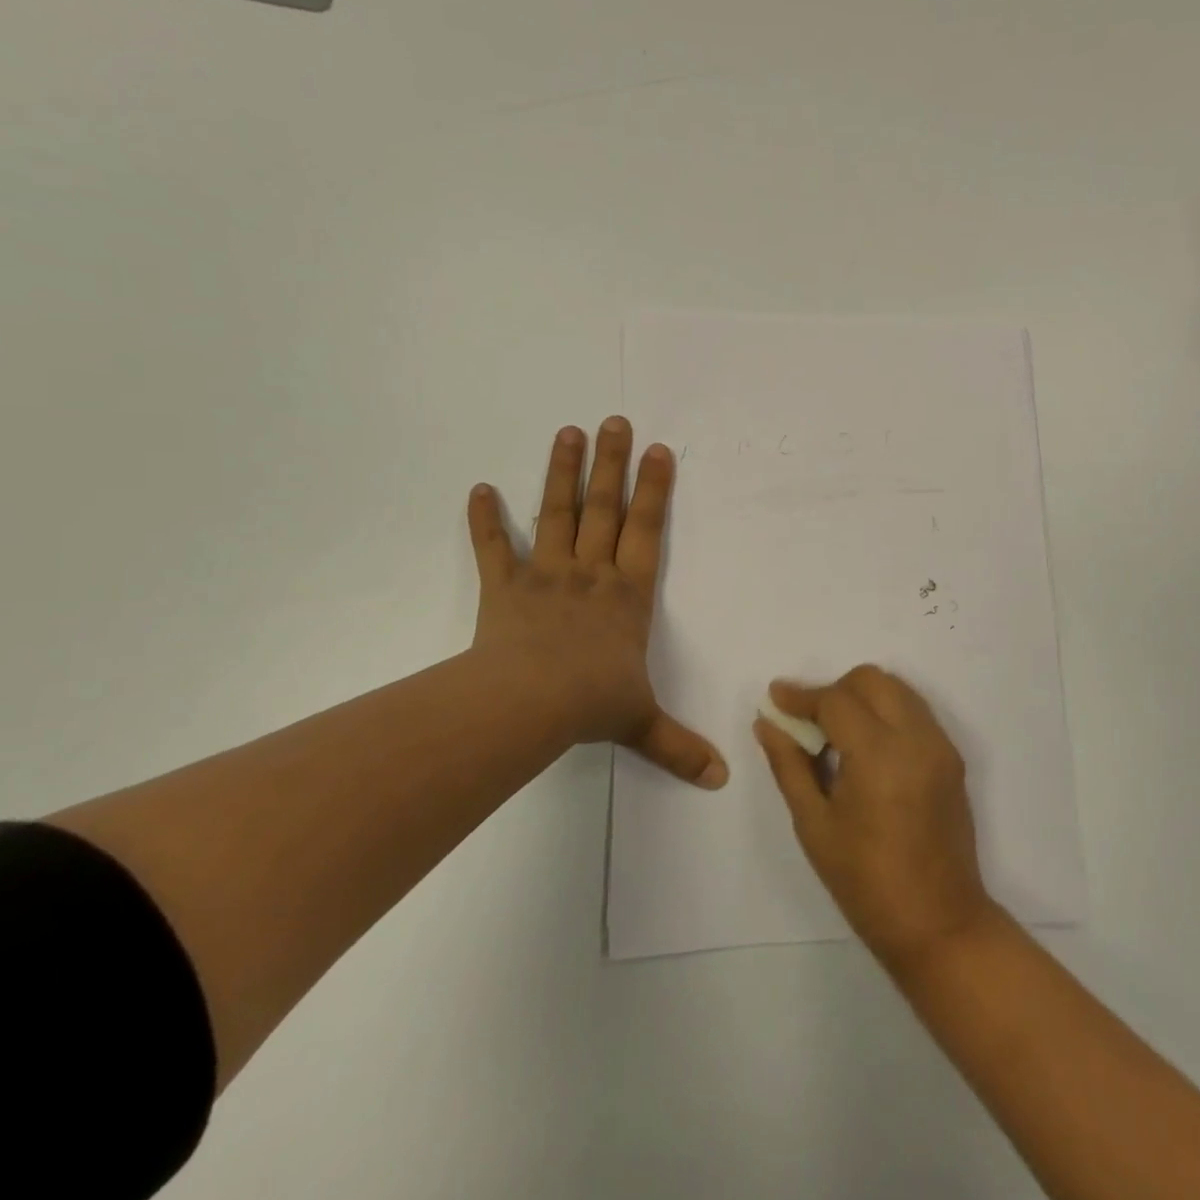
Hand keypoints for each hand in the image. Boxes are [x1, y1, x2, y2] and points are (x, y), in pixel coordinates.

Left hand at [466, 417, 726, 788]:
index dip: (655, 491)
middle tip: (614, 420)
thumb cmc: (590, 703)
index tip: (658, 451)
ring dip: (561, 473)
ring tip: (566, 431)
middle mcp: (590, 574)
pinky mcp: (503, 588)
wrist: (527, 705)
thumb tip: (722, 779)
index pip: (648, 532)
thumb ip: (679, 746)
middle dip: (612, 464)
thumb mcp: (641, 724)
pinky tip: (478, 488)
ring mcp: (545, 576)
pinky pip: (493, 549)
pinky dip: (485, 520)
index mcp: (628, 596)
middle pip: (605, 509)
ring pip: (557, 515)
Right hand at [755, 666, 997, 972]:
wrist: (939, 923)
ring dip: (863, 697)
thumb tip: (767, 723)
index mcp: (879, 754)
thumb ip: (789, 765)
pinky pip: (915, 713)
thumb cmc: (866, 881)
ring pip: (897, 690)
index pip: (836, 700)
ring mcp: (940, 746)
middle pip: (872, 680)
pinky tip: (867, 750)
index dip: (801, 696)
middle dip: (835, 689)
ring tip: (837, 735)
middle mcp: (916, 737)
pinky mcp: (952, 758)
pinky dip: (887, 713)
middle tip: (809, 721)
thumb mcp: (814, 825)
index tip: (775, 697)